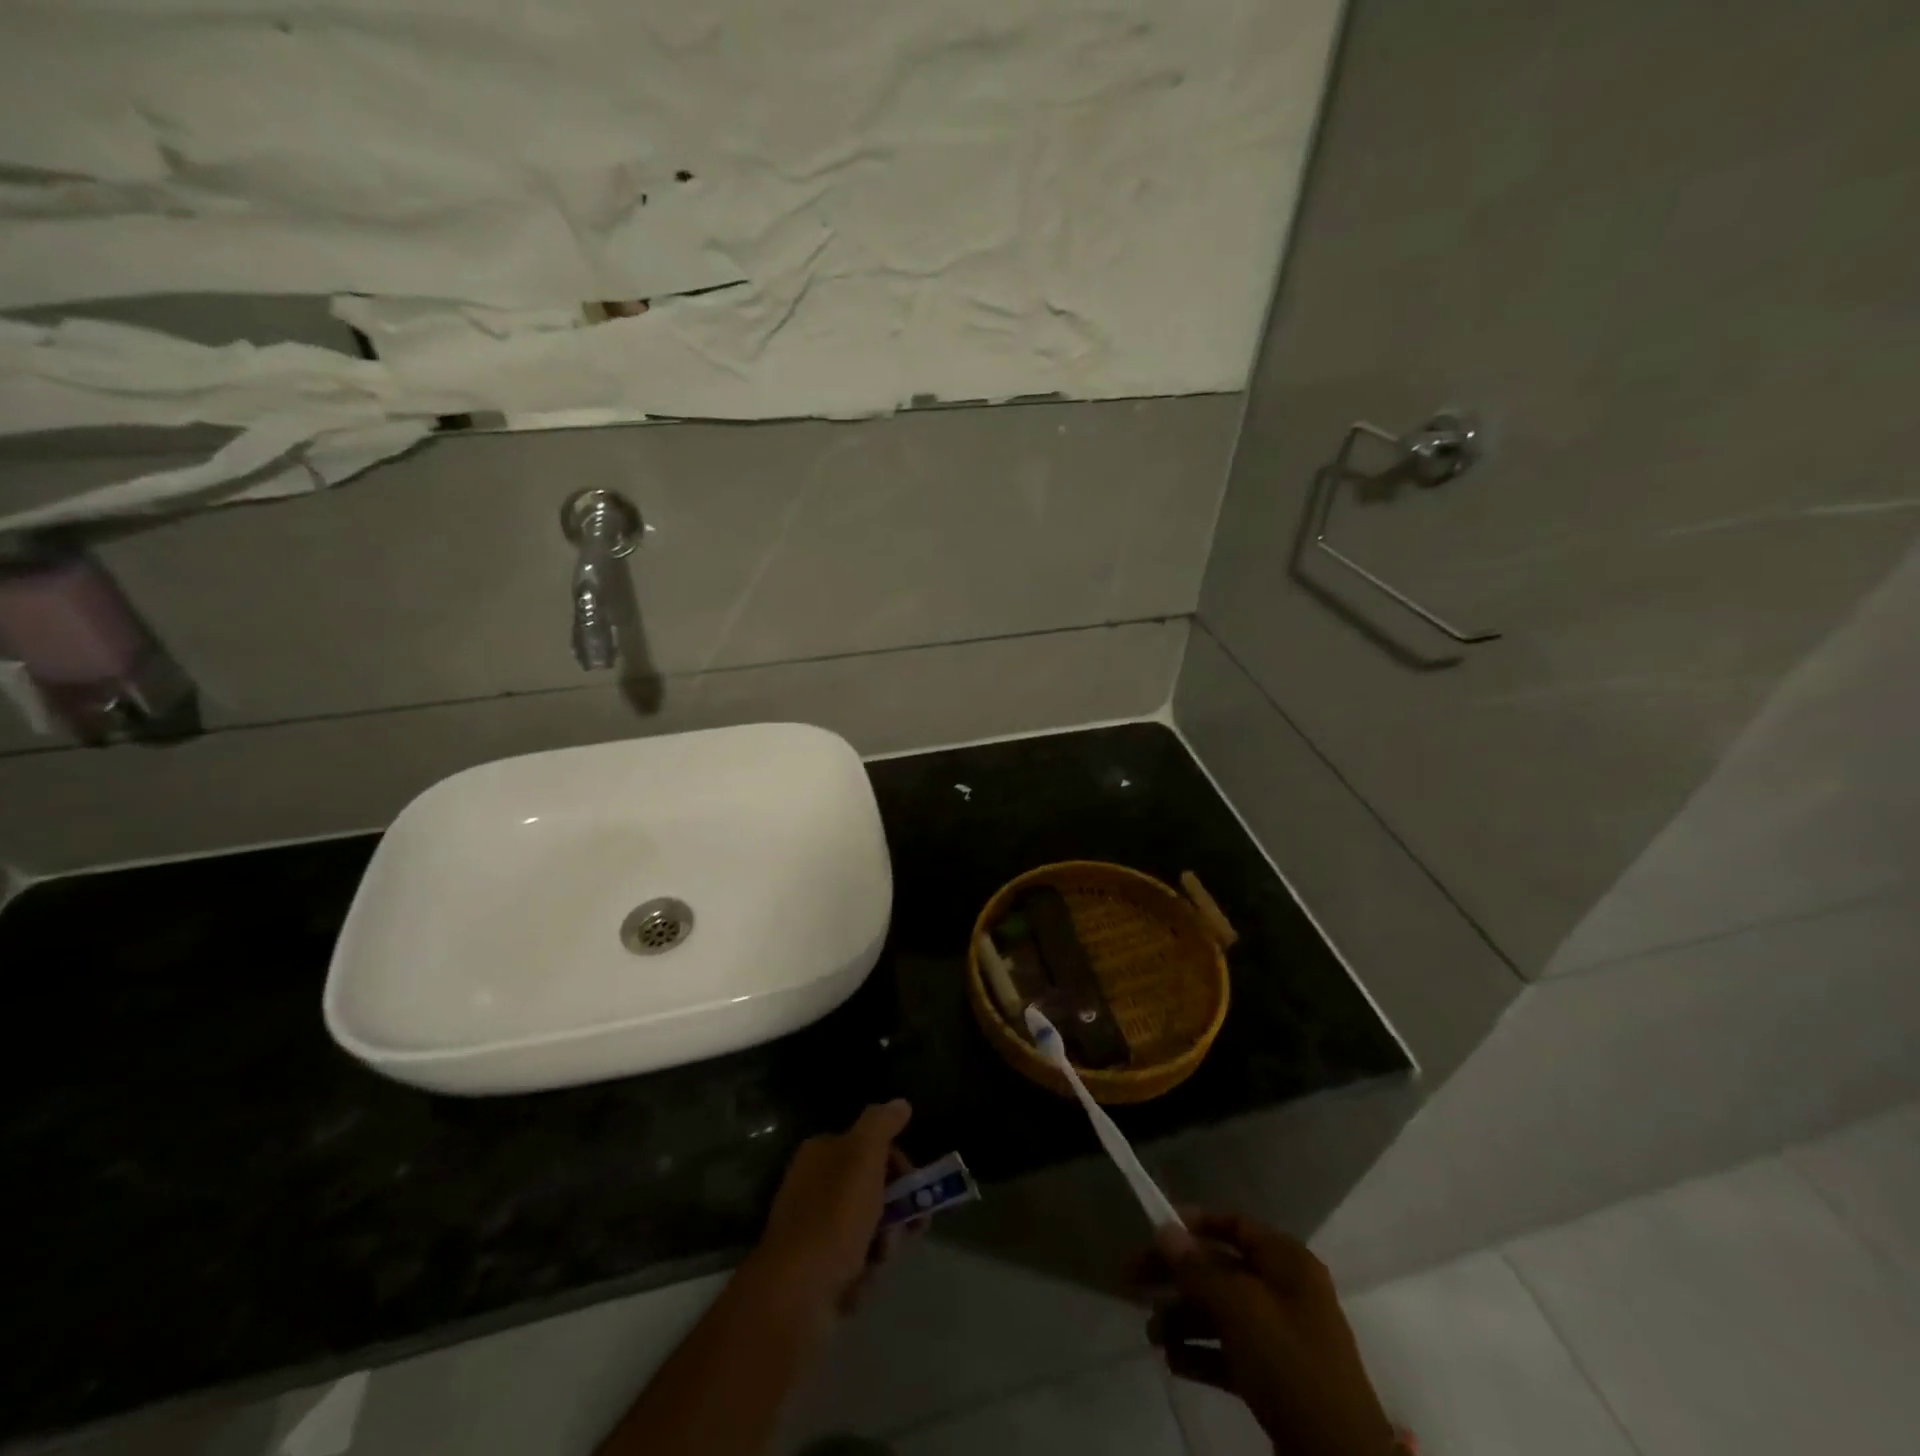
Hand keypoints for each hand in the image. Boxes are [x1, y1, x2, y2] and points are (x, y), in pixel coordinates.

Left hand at [750, 1099, 915, 1320]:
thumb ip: (883, 1124)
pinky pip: (851, 1263)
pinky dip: (861, 1274)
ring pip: (865, 1229)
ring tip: (878, 1260)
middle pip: (871, 1190)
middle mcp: (812, 1185)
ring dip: (881, 1244)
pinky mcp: (812, 1269)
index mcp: (820, 1153)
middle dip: (894, 1211)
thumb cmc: (834, 1216)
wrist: (796, 1293)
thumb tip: (900, 1103)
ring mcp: (811, 1229)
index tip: (915, 1188)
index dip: (899, 1165)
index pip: (871, 1147)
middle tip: (908, 1229)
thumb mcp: (863, 1156)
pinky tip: (857, 1283)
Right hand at [1134, 1211, 1399, 1455]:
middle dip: (1177, 1276)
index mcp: (1287, 1262)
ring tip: (1151, 1334)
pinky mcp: (1277, 1380)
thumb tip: (1164, 1229)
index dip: (1194, 1224)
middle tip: (1132, 1281)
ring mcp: (1282, 1337)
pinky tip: (1172, 1360)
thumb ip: (1198, 1268)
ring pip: (1221, 1312)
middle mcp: (1285, 1291)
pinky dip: (1201, 1353)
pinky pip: (1230, 1352)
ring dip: (1183, 1317)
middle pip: (1220, 1269)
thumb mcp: (1240, 1309)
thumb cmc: (1290, 1364)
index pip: (1234, 1225)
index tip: (1155, 1231)